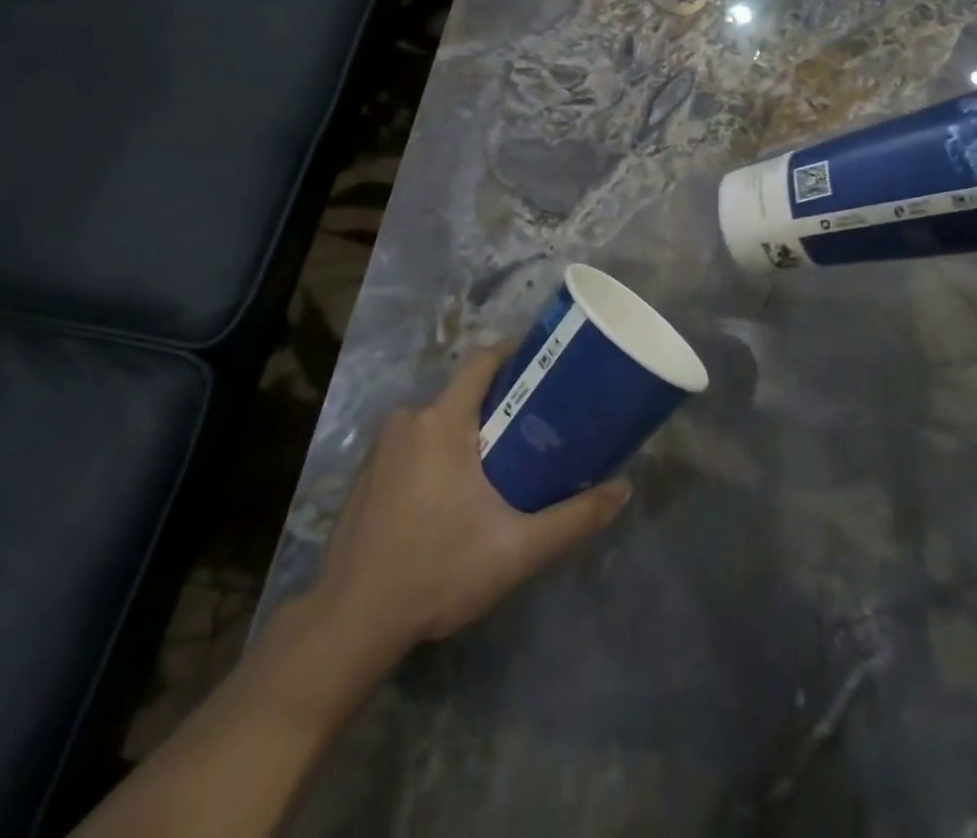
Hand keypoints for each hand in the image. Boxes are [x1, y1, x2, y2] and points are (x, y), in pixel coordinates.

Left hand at [294, 350, 630, 662]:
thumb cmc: (438, 572)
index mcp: (442, 421)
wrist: (351, 623)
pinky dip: (437, 452)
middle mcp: (408, 419)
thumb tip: (624, 489)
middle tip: (535, 427)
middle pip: (463, 392)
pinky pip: (413, 442)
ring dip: (467, 431)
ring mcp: (381, 446)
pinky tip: (451, 494)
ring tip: (499, 464)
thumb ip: (574, 518)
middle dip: (498, 403)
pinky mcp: (367, 472)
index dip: (517, 352)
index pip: (484, 361)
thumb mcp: (517, 549)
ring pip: (438, 419)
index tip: (547, 362)